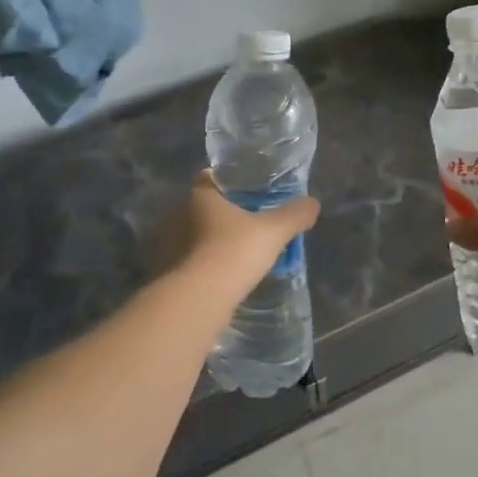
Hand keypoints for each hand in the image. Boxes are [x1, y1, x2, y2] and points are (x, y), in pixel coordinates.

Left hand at [164, 171, 318, 305]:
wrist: (197, 299)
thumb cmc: (234, 252)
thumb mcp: (274, 231)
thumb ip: (294, 214)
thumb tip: (312, 203)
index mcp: (200, 195)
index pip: (211, 177)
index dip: (231, 182)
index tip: (250, 192)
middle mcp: (177, 214)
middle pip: (203, 206)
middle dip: (223, 214)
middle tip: (250, 225)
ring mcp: (167, 244)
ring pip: (194, 235)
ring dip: (211, 241)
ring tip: (237, 254)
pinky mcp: (165, 271)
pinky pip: (188, 260)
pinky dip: (202, 264)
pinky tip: (220, 275)